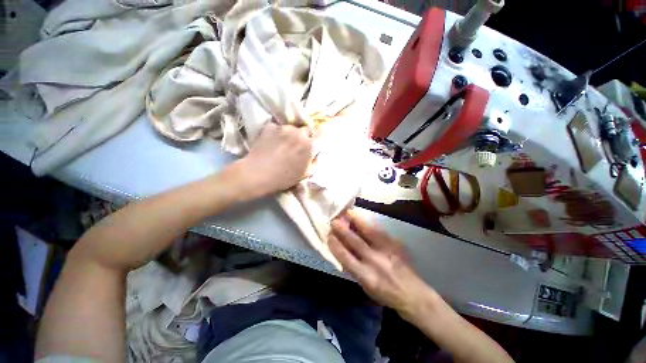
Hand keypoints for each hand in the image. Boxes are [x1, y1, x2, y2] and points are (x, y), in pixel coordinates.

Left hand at [237, 122, 313, 196]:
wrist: (258, 174)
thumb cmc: (284, 177)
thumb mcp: (305, 173)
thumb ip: (313, 161)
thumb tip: (315, 154)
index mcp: (309, 145)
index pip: (319, 134)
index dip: (315, 138)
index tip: (311, 143)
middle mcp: (299, 133)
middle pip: (305, 129)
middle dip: (302, 136)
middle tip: (295, 145)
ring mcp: (283, 128)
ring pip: (290, 128)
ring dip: (289, 134)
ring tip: (281, 144)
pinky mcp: (270, 127)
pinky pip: (277, 128)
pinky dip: (276, 133)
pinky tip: (271, 142)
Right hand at [329, 211, 431, 316]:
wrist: (413, 295)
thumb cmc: (385, 294)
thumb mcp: (366, 286)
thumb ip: (354, 268)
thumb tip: (343, 251)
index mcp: (366, 276)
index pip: (345, 257)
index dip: (335, 245)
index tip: (329, 236)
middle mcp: (375, 262)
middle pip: (355, 242)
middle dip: (342, 230)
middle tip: (334, 221)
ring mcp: (387, 251)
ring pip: (369, 232)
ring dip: (357, 221)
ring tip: (348, 212)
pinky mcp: (395, 245)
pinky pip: (380, 231)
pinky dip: (370, 223)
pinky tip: (364, 218)